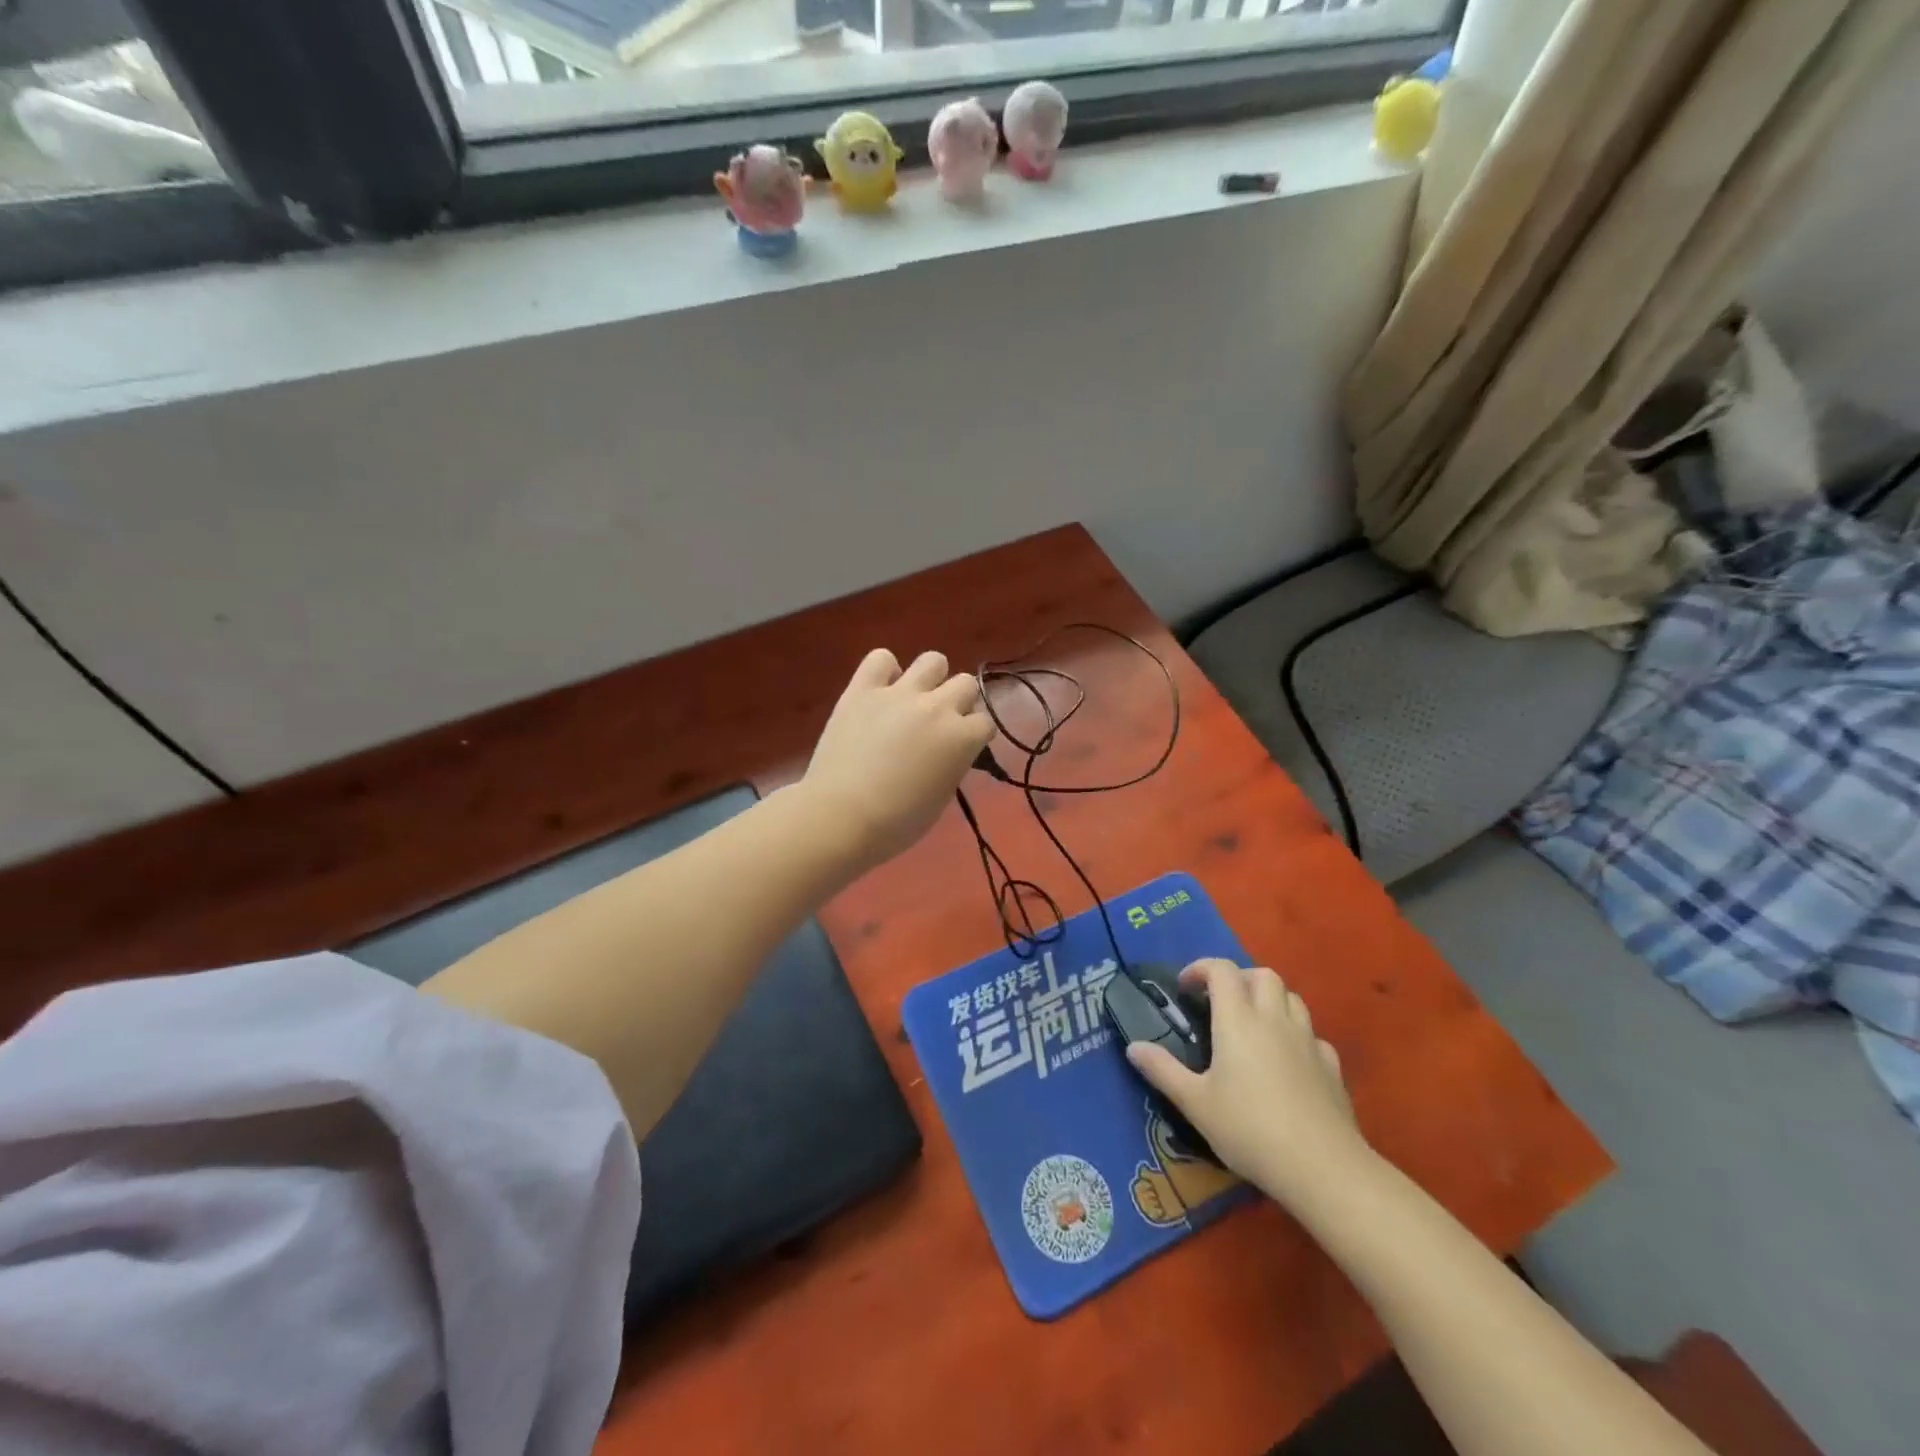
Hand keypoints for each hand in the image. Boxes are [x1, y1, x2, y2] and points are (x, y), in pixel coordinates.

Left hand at [801, 648, 994, 871]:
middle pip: (965, 684)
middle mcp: (937, 707)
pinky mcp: (862, 689)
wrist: (841, 816)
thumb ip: (952, 764)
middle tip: (939, 724)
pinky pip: (880, 658)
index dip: (974, 736)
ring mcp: (899, 693)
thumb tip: (947, 752)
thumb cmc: (897, 823)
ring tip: (915, 698)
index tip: (962, 748)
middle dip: (959, 702)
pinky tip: (880, 689)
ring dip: (931, 678)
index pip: (985, 723)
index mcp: (962, 738)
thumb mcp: (941, 796)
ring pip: (933, 660)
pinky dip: (884, 670)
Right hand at [1126, 959, 1369, 1208]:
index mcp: (1239, 1020)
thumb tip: (1133, 1047)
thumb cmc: (1250, 1129)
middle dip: (1239, 979)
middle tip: (1220, 1002)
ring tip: (1253, 1026)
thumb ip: (1163, 1071)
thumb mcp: (1196, 1104)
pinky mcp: (1332, 1067)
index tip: (1185, 987)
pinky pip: (1313, 1036)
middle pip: (1263, 975)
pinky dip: (1297, 1036)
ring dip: (1270, 1000)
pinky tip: (1288, 1061)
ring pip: (1292, 999)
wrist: (1323, 1168)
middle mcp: (1275, 1020)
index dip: (1201, 968)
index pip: (1222, 970)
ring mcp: (1308, 1042)